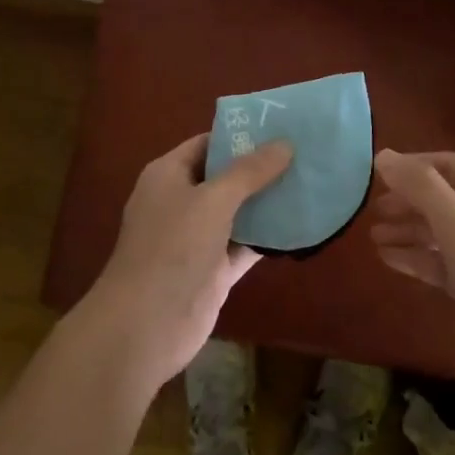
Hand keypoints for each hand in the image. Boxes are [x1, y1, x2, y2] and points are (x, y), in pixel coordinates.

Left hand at [82, 133, 291, 392]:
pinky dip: (267, 238)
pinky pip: (243, 245)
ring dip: (267, 203)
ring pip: (237, 212)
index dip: (240, 135)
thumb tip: (284, 143)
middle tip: (304, 154)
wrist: (145, 326)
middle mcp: (181, 202)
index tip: (280, 128)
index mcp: (168, 175)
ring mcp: (196, 239)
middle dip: (260, 168)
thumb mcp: (213, 200)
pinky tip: (300, 226)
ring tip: (309, 183)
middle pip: (225, 177)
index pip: (206, 144)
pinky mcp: (212, 271)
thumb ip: (249, 171)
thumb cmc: (173, 248)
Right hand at [370, 149, 454, 406]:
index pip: (448, 163)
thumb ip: (421, 188)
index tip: (374, 175)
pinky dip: (420, 257)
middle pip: (444, 197)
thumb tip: (383, 155)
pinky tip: (390, 260)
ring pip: (443, 231)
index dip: (411, 166)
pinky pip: (447, 261)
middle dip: (407, 201)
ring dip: (409, 230)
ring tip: (374, 237)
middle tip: (371, 211)